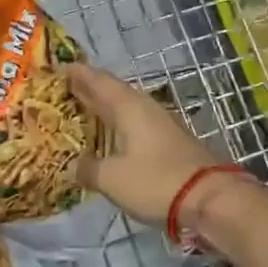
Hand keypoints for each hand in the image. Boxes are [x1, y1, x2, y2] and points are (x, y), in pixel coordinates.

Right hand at [63, 63, 231, 228]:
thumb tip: (74, 167)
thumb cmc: (156, 181)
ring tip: (79, 112)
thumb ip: (89, 169)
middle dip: (87, 90)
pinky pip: (134, 128)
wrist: (210, 199)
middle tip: (61, 89)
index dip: (77, 73)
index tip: (57, 67)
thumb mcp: (112, 178)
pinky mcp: (168, 145)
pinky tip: (107, 139)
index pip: (98, 81)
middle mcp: (144, 109)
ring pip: (124, 110)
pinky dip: (116, 129)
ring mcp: (159, 126)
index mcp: (128, 106)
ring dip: (102, 110)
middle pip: (111, 93)